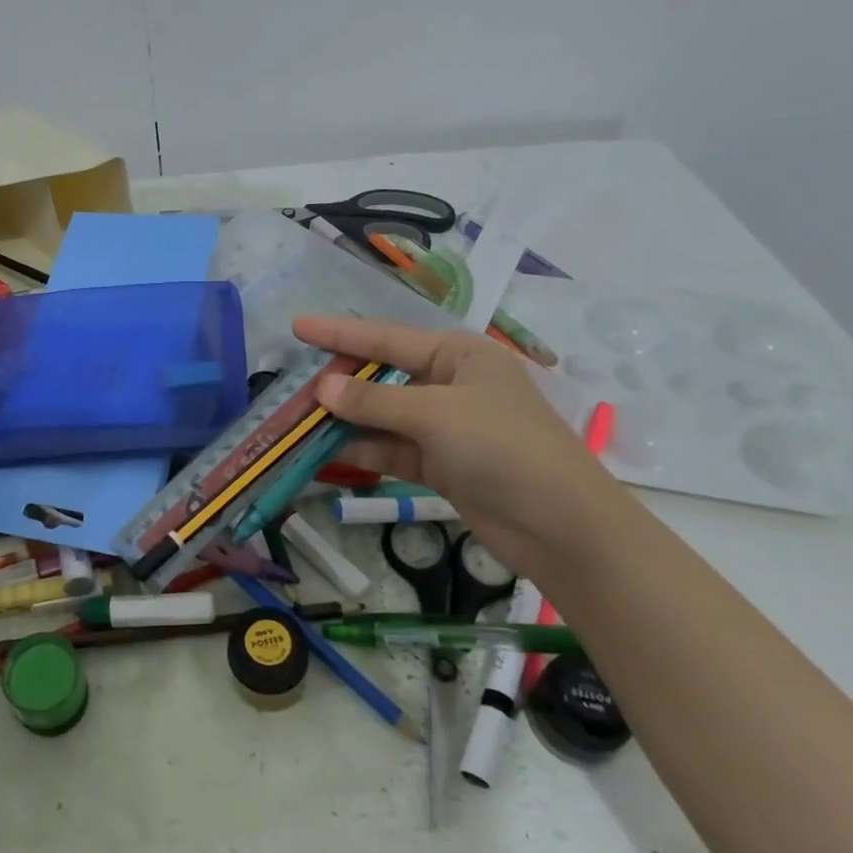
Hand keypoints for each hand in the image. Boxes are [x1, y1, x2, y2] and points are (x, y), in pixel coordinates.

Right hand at [294, 315, 625, 584]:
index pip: (387, 337)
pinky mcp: (441, 464)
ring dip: (345, 420)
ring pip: (382, 416)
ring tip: (297, 420)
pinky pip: (390, 449)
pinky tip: (325, 452)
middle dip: (339, 381)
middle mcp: (449, 384)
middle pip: (382, 376)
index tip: (297, 326)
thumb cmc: (503, 447)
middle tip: (291, 384)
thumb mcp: (435, 415)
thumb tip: (322, 389)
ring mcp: (445, 427)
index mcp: (458, 355)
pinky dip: (362, 450)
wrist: (560, 526)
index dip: (340, 332)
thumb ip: (374, 402)